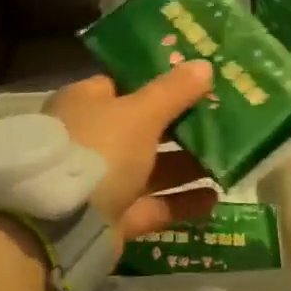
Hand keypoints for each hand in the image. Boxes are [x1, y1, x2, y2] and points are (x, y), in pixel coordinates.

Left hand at [44, 63, 217, 239]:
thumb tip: (205, 64)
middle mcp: (91, 138)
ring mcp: (101, 180)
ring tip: (228, 156)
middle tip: (222, 116)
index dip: (158, 80)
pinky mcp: (113, 216)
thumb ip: (174, 91)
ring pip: (151, 167)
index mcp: (86, 103)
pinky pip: (154, 204)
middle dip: (181, 124)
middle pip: (143, 127)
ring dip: (187, 163)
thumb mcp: (141, 113)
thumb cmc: (100, 149)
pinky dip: (182, 201)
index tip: (195, 79)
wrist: (61, 226)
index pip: (123, 83)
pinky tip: (216, 197)